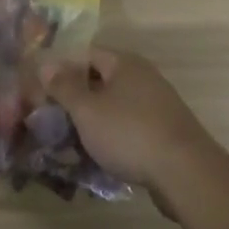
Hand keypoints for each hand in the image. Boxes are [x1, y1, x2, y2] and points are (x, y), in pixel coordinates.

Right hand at [40, 48, 213, 192]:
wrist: (186, 174)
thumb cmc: (129, 133)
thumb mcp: (87, 110)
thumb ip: (64, 87)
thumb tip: (45, 65)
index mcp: (125, 63)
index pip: (85, 54)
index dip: (62, 69)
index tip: (43, 91)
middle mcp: (143, 77)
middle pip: (101, 80)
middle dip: (76, 99)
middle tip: (54, 119)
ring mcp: (158, 105)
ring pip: (115, 106)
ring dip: (94, 121)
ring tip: (72, 142)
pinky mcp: (166, 132)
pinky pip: (130, 127)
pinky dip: (113, 137)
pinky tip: (101, 157)